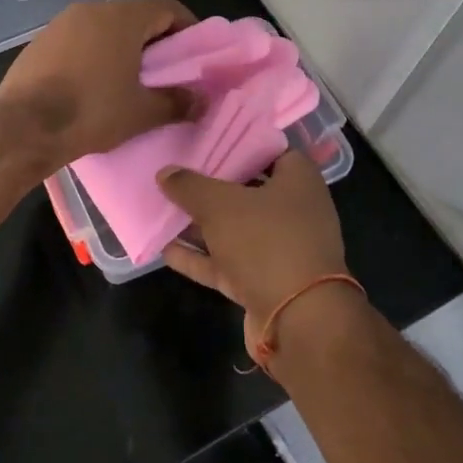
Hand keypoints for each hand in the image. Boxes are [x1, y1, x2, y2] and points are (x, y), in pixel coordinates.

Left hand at [0, 0, 197, 171]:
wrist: (25, 127)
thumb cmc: (92, 112)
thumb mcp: (142, 112)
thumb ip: (177, 102)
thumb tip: (201, 101)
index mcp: (121, 18)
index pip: (167, 8)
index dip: (188, 28)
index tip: (195, 54)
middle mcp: (90, 9)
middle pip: (134, 17)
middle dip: (154, 41)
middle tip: (165, 72)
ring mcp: (60, 24)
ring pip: (103, 28)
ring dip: (121, 49)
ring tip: (129, 81)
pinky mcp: (38, 42)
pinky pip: (77, 41)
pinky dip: (93, 55)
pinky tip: (92, 85)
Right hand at [157, 150, 348, 330]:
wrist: (298, 319)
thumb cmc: (266, 242)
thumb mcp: (221, 205)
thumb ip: (190, 186)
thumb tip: (165, 172)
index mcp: (298, 181)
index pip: (270, 151)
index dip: (238, 146)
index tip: (206, 143)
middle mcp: (294, 212)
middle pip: (249, 191)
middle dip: (213, 186)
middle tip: (177, 174)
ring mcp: (280, 250)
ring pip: (235, 230)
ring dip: (201, 225)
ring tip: (163, 210)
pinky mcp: (264, 282)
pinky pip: (227, 263)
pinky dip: (200, 257)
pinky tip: (166, 250)